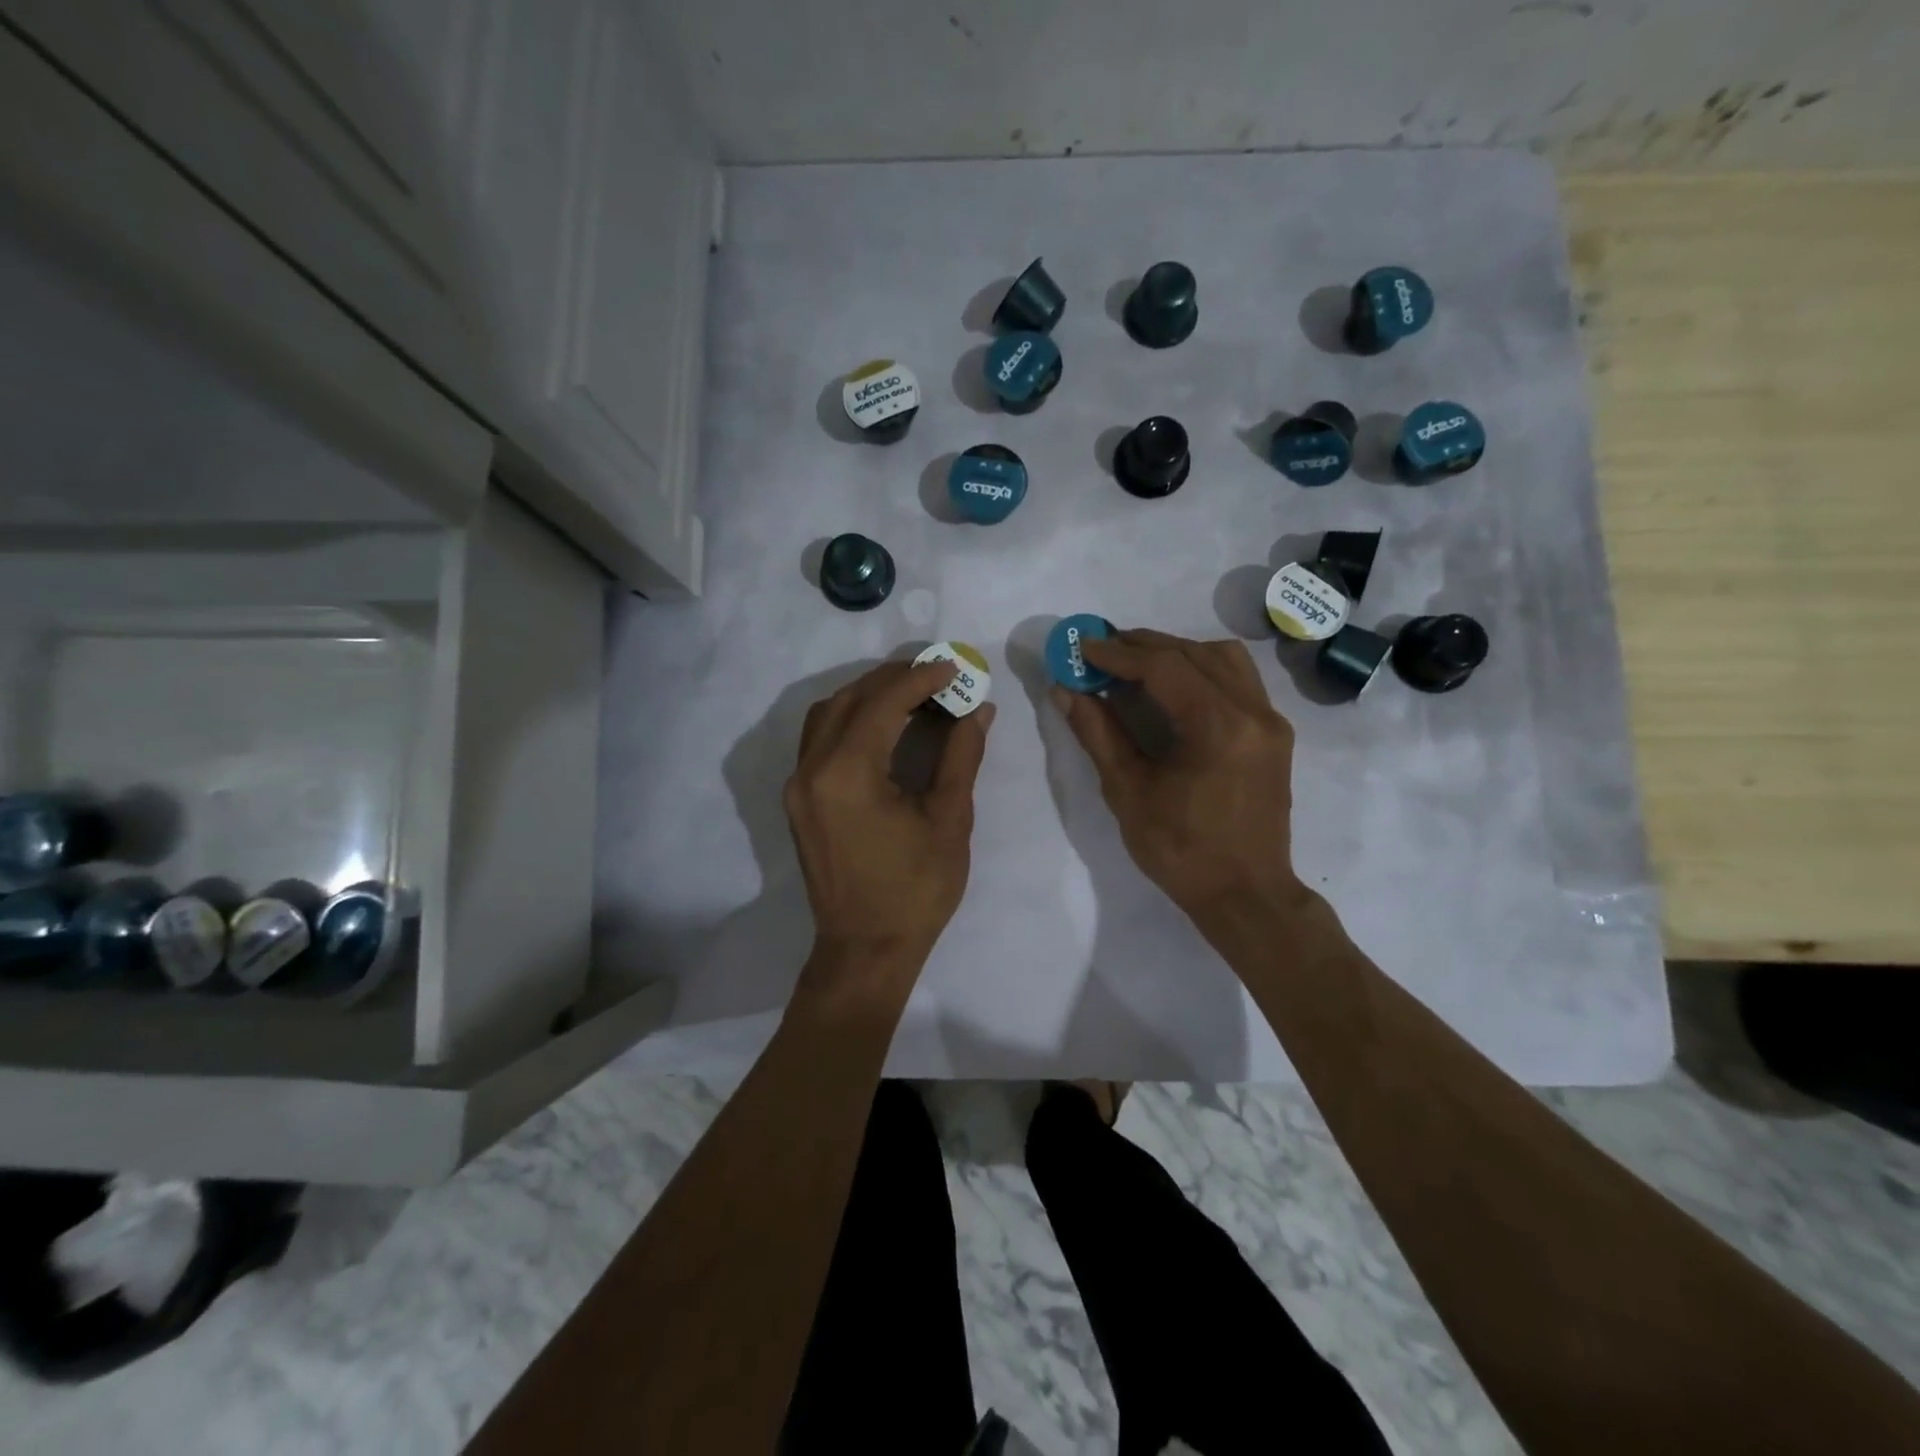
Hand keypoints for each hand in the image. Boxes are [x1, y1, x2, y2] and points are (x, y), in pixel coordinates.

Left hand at [786, 659, 995, 978]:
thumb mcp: (949, 819)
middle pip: (850, 699)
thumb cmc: (915, 890)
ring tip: (913, 695)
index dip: (921, 678)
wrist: (865, 950)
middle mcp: (811, 769)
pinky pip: (819, 740)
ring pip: (827, 714)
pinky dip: (850, 720)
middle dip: (895, 679)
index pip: (883, 702)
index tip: (955, 667)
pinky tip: (883, 726)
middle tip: (938, 675)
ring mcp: (798, 785)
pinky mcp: (798, 800)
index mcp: (847, 773)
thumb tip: (978, 709)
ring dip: (868, 695)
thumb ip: (961, 755)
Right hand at [1052, 630, 1304, 920]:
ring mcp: (1271, 721)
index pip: (1164, 667)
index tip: (1083, 647)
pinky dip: (1202, 669)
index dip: (1118, 653)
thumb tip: (1066, 691)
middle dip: (1143, 646)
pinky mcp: (1274, 734)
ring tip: (1136, 665)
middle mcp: (1253, 711)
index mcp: (1218, 727)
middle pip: (1194, 653)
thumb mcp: (1128, 792)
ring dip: (1176, 652)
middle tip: (1101, 650)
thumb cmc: (1181, 850)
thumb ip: (1098, 734)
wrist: (1246, 895)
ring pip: (1223, 658)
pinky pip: (1238, 680)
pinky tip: (1173, 687)